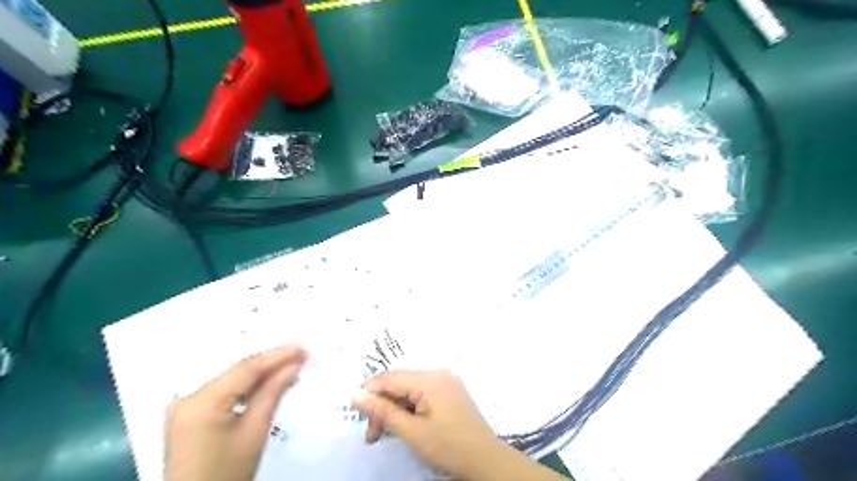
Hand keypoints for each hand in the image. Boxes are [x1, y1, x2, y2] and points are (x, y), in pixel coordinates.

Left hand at [163, 346, 307, 480]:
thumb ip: (274, 391)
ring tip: (291, 370)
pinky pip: (223, 393)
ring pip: (231, 382)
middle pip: (237, 373)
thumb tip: (294, 364)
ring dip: (261, 377)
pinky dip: (246, 390)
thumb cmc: (229, 473)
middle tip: (301, 357)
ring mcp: (184, 408)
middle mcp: (187, 399)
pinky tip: (267, 387)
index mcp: (200, 402)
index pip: (246, 369)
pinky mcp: (188, 417)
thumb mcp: (255, 430)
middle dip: (271, 365)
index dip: (277, 356)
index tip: (303, 349)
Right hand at [353, 371, 503, 478]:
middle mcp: (438, 374)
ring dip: (394, 410)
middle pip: (399, 384)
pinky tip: (403, 426)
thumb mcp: (412, 432)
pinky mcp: (450, 392)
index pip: (390, 378)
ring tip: (383, 435)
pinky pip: (422, 394)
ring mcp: (446, 382)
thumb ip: (383, 411)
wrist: (486, 461)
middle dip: (382, 407)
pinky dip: (409, 409)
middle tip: (371, 436)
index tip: (354, 412)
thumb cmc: (448, 447)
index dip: (369, 392)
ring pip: (409, 390)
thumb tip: (356, 394)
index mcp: (430, 379)